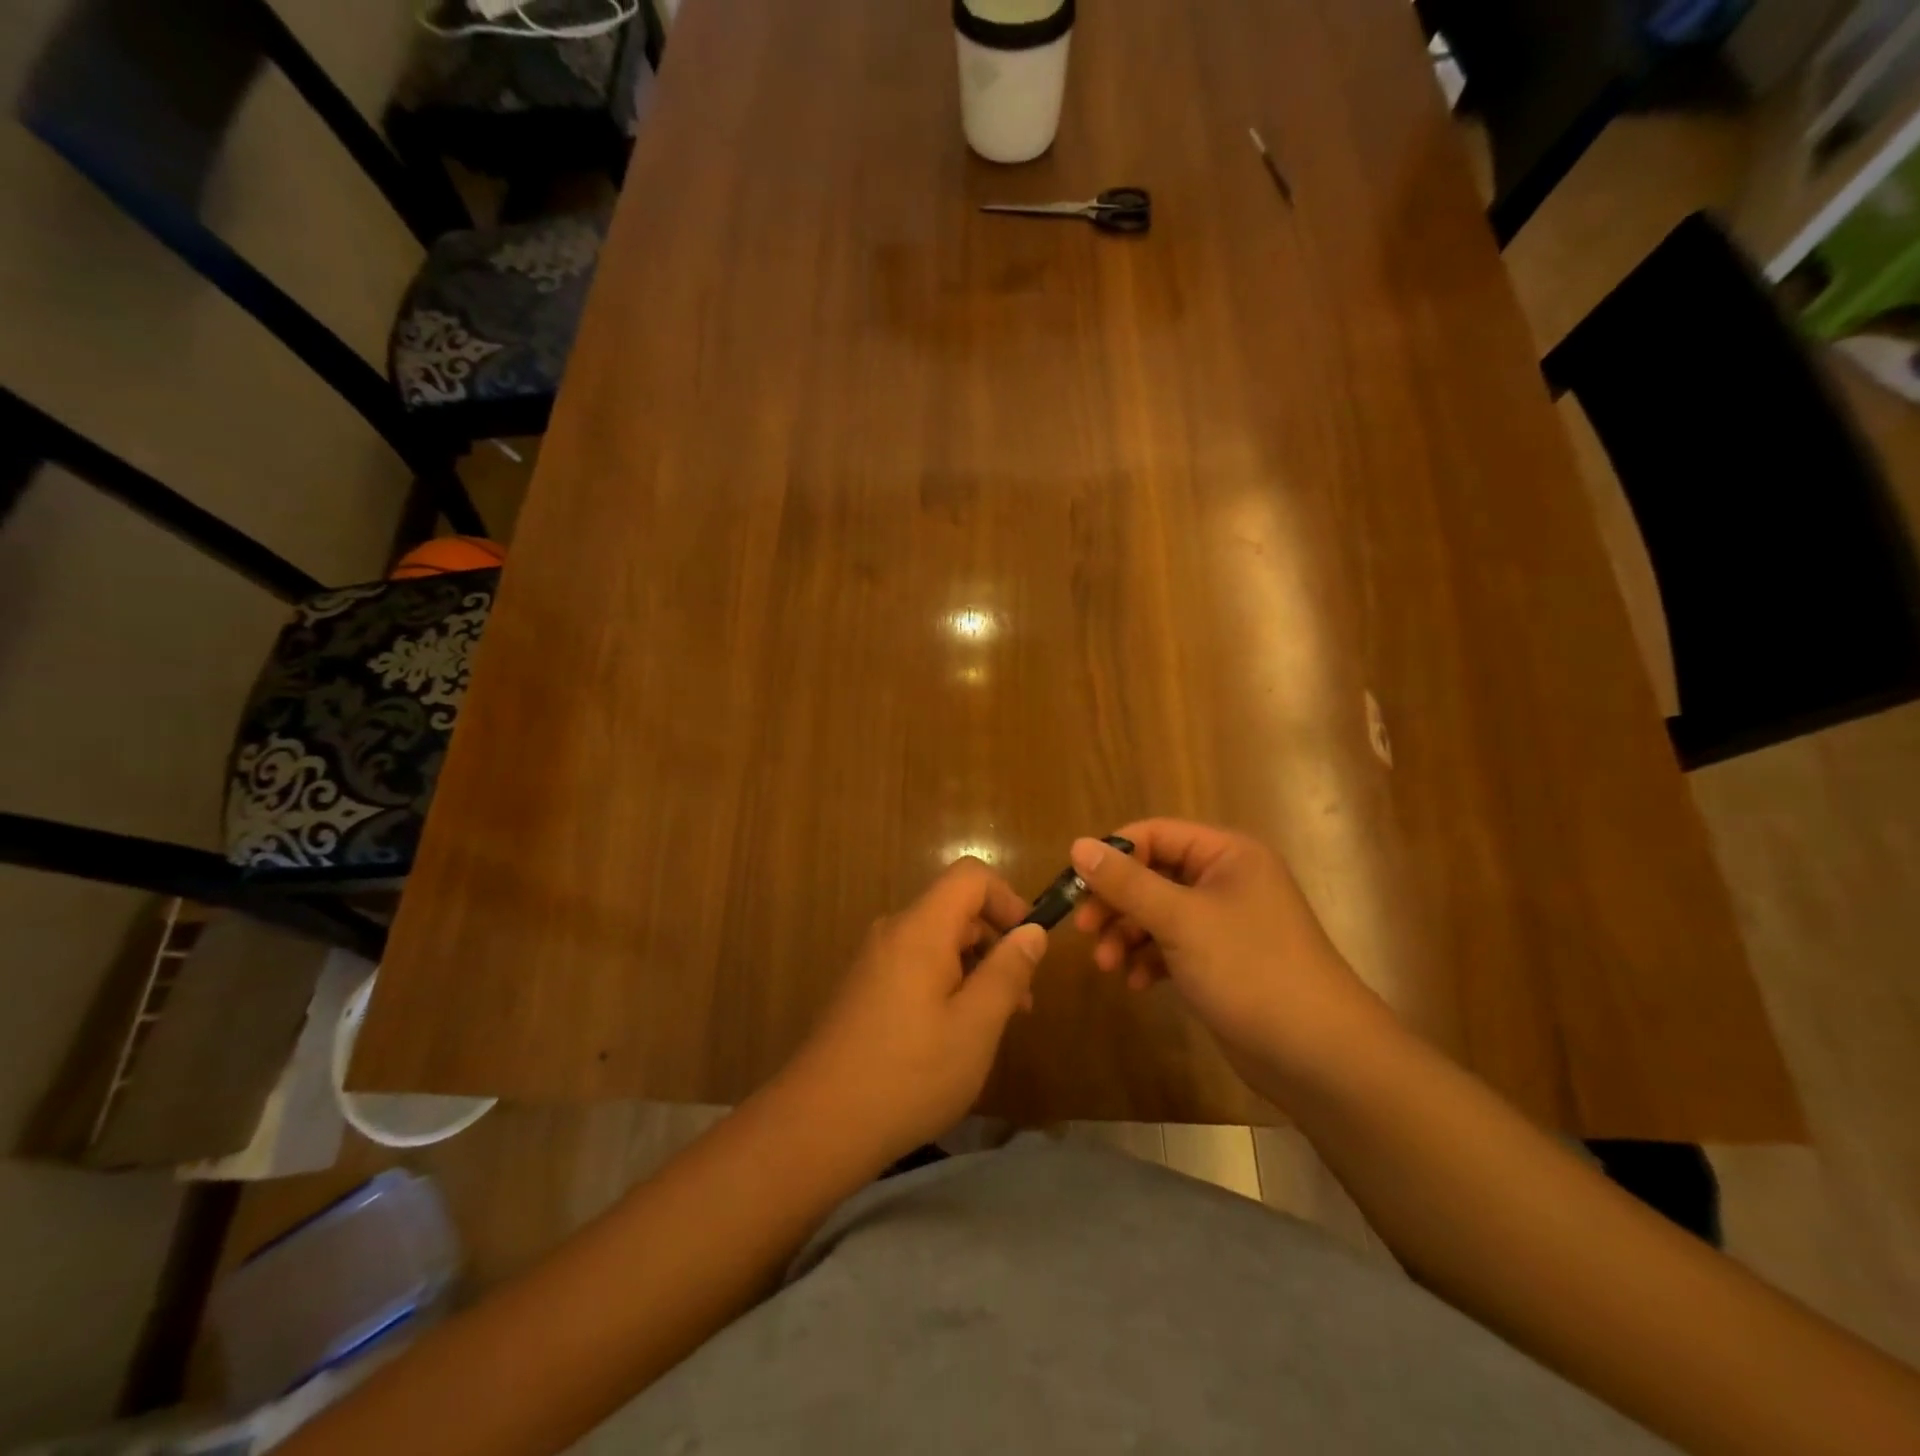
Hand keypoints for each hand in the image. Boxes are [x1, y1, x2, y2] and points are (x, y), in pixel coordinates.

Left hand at [780, 858, 1047, 1165]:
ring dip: (973, 969)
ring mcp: (873, 960)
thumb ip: (1007, 972)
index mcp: (920, 929)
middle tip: (1020, 1001)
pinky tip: (951, 1036)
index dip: (1008, 899)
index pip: (970, 876)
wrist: (818, 1125)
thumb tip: (1033, 931)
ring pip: (937, 941)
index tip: (1029, 947)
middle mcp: (893, 932)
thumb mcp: (975, 1026)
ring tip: (991, 1025)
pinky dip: (945, 984)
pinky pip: (915, 965)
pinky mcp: (863, 989)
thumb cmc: (909, 1074)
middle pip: (955, 909)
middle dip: (995, 943)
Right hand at [1069, 821, 1386, 1087]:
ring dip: (1128, 935)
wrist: (1319, 1056)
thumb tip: (1077, 845)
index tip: (1076, 886)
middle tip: (1085, 931)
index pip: (1154, 834)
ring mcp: (1224, 922)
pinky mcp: (1220, 960)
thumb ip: (1127, 883)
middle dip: (1116, 903)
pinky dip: (1149, 959)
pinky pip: (1171, 945)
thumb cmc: (1251, 970)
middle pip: (1152, 874)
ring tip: (1108, 967)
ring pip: (1158, 913)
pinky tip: (1138, 984)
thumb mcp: (1181, 921)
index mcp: (1226, 854)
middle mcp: (1226, 879)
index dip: (1113, 855)